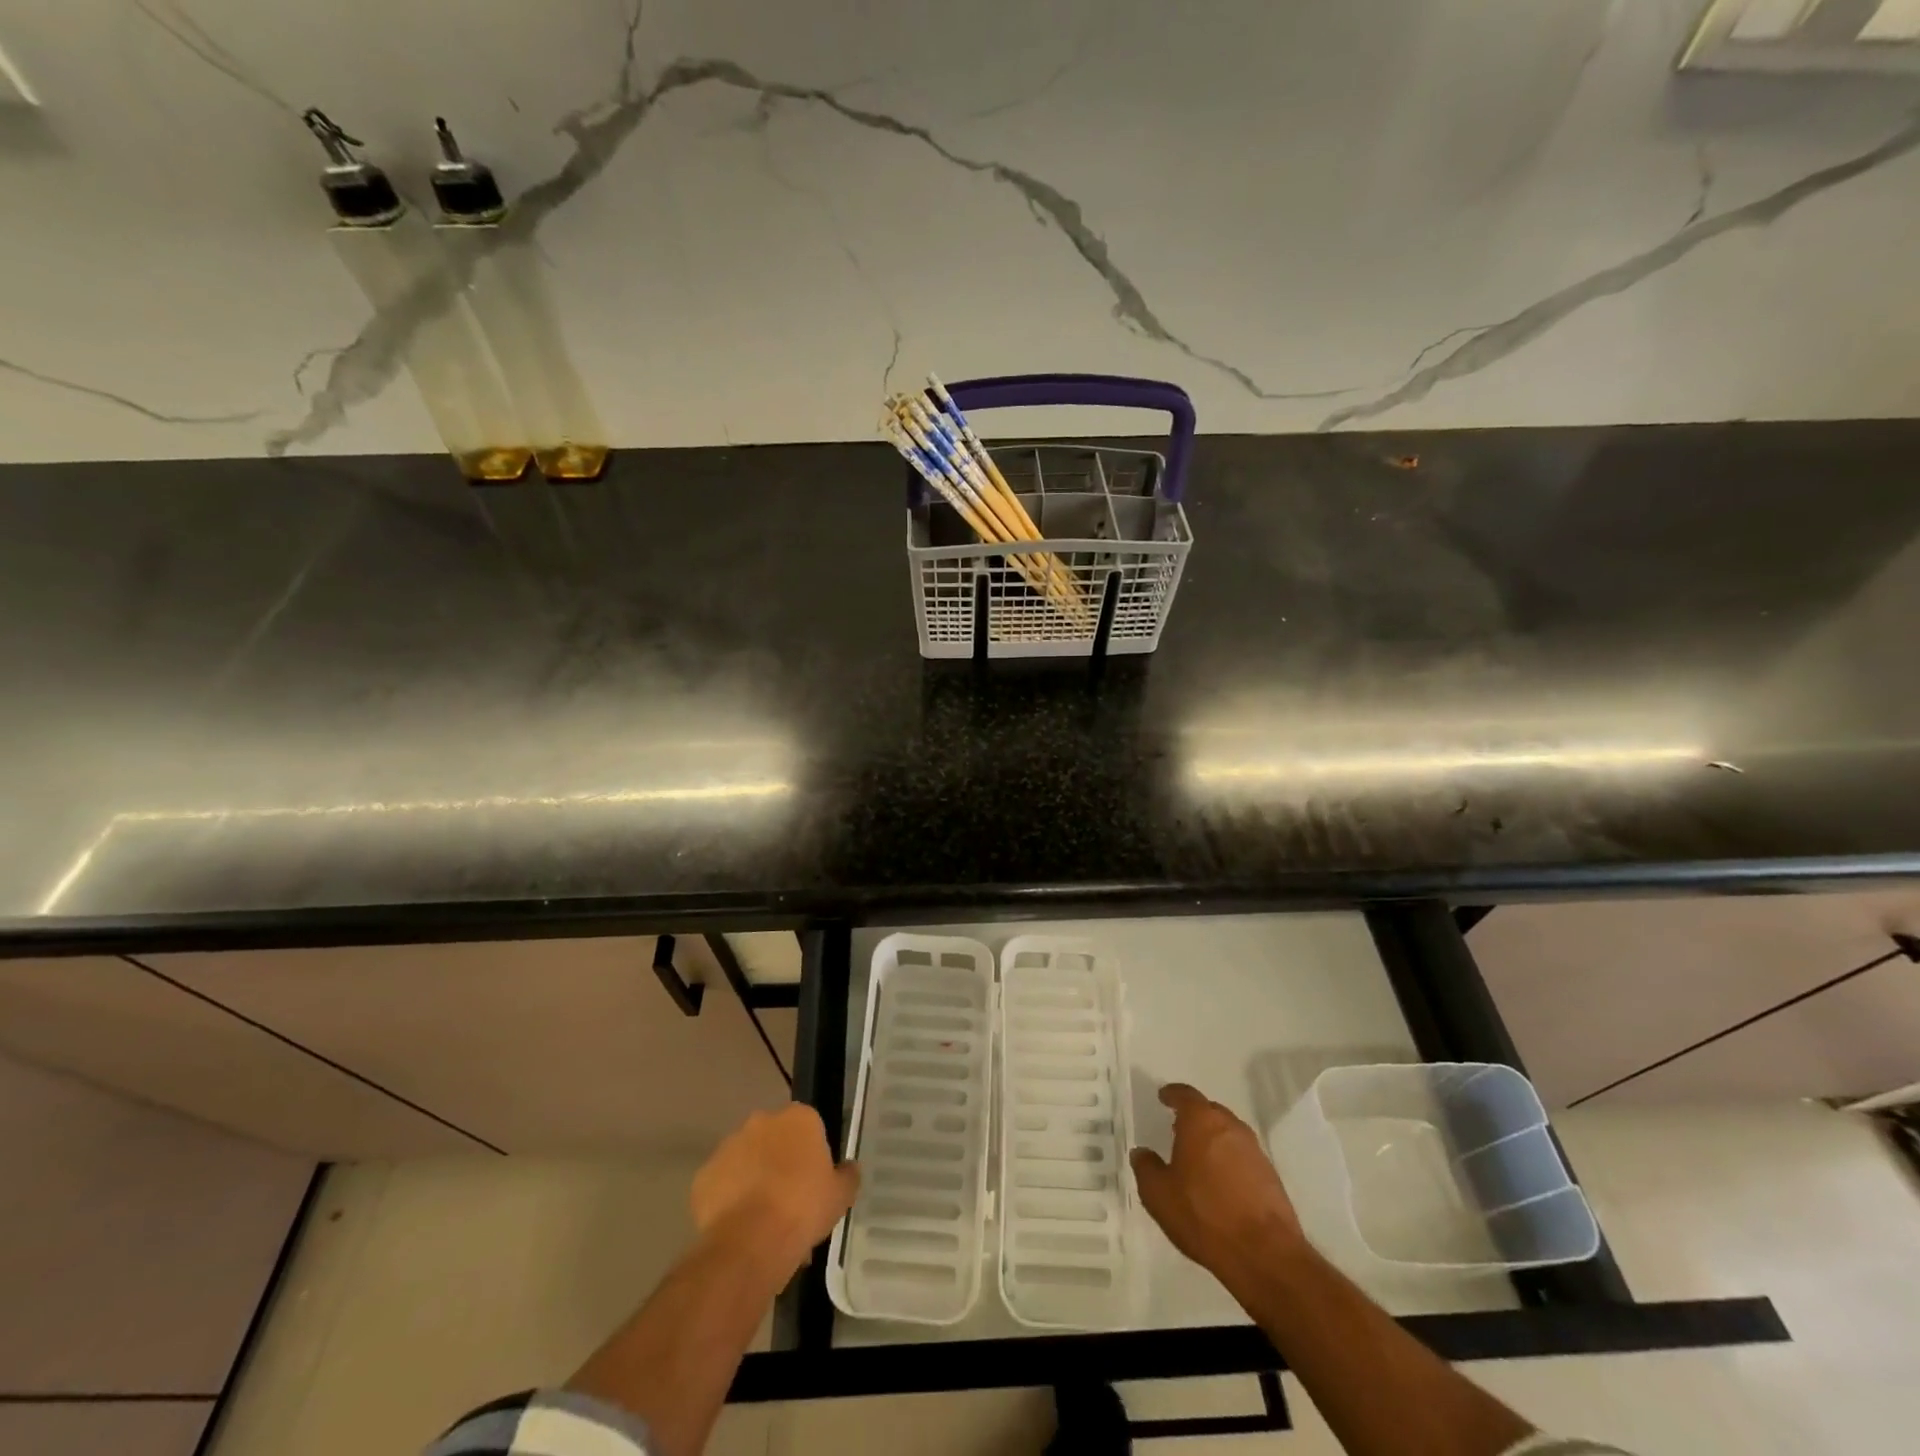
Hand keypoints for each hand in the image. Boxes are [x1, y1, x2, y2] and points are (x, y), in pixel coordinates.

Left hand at [691, 1104, 859, 1280]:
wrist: (751, 1242)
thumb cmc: (804, 1209)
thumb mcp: (841, 1196)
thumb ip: (847, 1176)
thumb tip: (849, 1168)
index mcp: (799, 1118)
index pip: (808, 1126)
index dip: (811, 1154)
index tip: (813, 1181)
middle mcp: (761, 1121)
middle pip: (774, 1139)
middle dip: (780, 1162)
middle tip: (789, 1200)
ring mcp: (728, 1146)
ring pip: (745, 1159)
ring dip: (753, 1179)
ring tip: (762, 1221)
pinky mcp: (704, 1175)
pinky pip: (720, 1184)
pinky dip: (728, 1200)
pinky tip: (739, 1228)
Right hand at [1130, 1083, 1306, 1287]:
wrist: (1265, 1254)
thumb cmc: (1204, 1215)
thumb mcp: (1159, 1195)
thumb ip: (1146, 1168)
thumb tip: (1142, 1153)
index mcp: (1201, 1121)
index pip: (1185, 1095)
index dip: (1172, 1094)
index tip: (1164, 1097)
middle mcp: (1230, 1127)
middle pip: (1210, 1111)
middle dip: (1194, 1117)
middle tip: (1178, 1129)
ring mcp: (1255, 1151)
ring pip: (1229, 1134)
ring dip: (1213, 1139)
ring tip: (1198, 1157)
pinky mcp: (1271, 1176)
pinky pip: (1243, 1157)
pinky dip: (1230, 1161)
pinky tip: (1221, 1182)